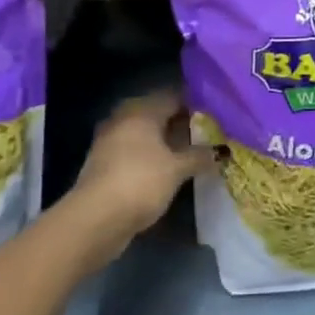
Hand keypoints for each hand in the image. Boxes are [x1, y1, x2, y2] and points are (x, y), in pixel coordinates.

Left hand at [68, 90, 212, 261]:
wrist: (94, 219)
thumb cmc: (140, 183)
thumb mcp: (176, 170)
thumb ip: (199, 156)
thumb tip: (221, 151)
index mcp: (142, 109)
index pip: (174, 95)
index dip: (196, 104)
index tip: (216, 115)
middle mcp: (124, 117)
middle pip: (159, 113)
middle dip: (181, 123)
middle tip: (207, 134)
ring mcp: (111, 140)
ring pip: (146, 133)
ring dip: (166, 142)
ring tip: (191, 153)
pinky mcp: (104, 163)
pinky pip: (135, 151)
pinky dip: (151, 156)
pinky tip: (167, 169)